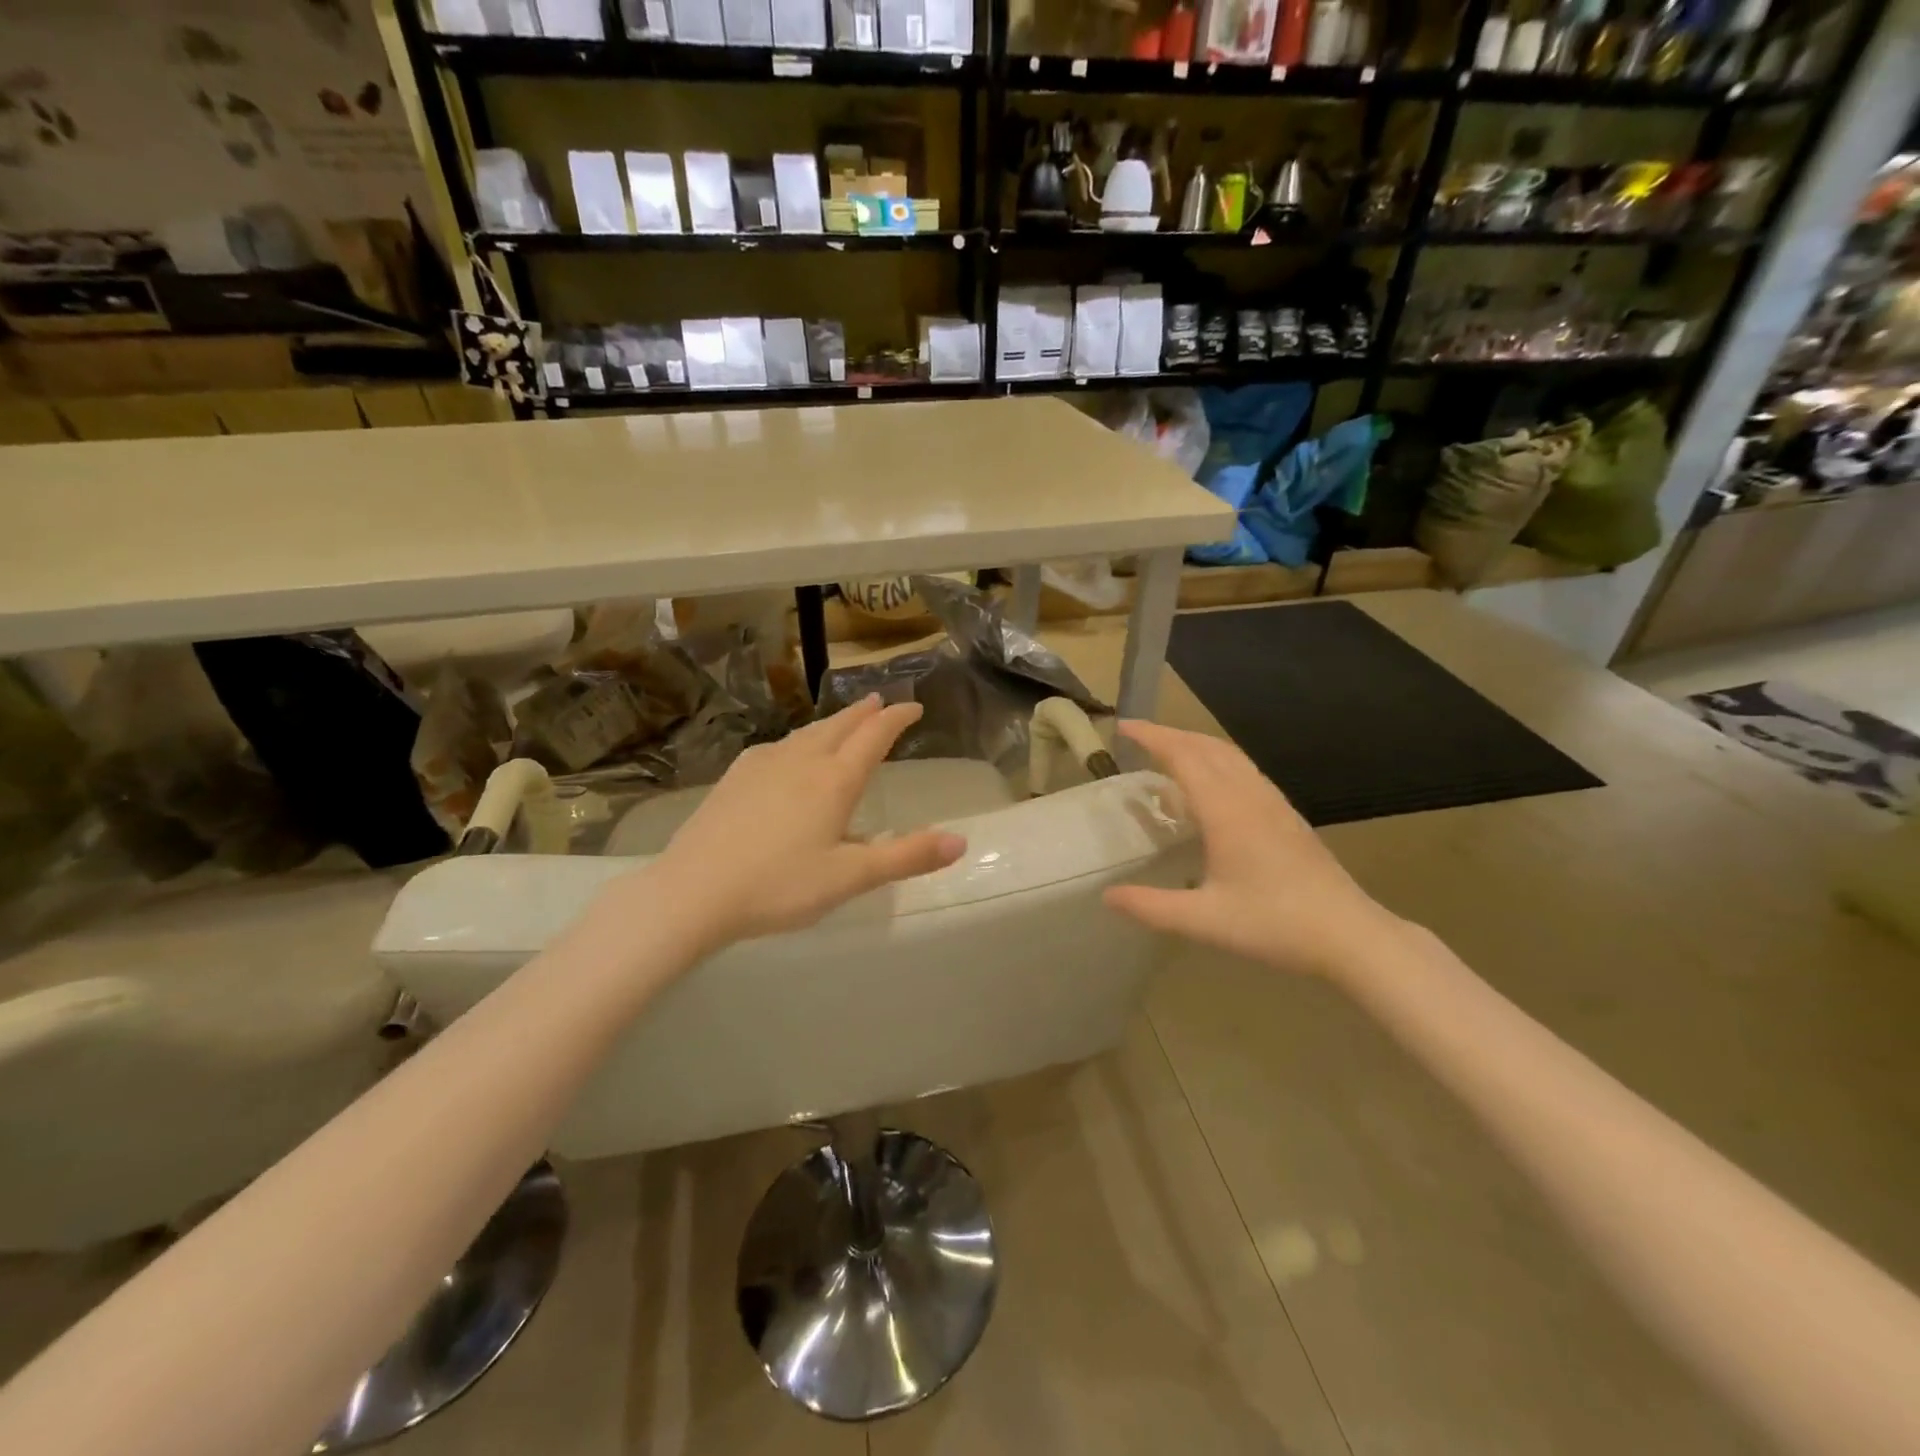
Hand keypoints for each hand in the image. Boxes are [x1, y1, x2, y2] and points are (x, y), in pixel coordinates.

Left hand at [643, 695, 966, 953]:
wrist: (692, 891)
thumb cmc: (779, 885)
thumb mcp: (851, 877)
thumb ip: (907, 857)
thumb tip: (960, 842)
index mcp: (834, 781)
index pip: (874, 737)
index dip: (897, 719)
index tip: (914, 706)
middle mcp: (801, 761)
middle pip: (839, 726)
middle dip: (864, 713)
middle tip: (881, 702)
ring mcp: (762, 765)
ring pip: (806, 733)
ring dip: (832, 723)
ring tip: (844, 721)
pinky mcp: (735, 778)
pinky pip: (777, 746)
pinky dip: (798, 740)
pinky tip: (789, 752)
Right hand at [1103, 720, 1399, 978]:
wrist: (1350, 935)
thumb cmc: (1275, 925)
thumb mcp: (1204, 921)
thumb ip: (1151, 907)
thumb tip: (1106, 896)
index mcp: (1226, 811)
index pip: (1183, 756)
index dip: (1152, 737)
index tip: (1123, 726)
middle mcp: (1249, 795)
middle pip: (1206, 747)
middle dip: (1170, 734)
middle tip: (1137, 737)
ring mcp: (1273, 803)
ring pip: (1230, 755)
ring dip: (1195, 744)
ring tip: (1168, 752)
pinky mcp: (1287, 816)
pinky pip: (1245, 770)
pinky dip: (1217, 761)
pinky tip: (1211, 785)